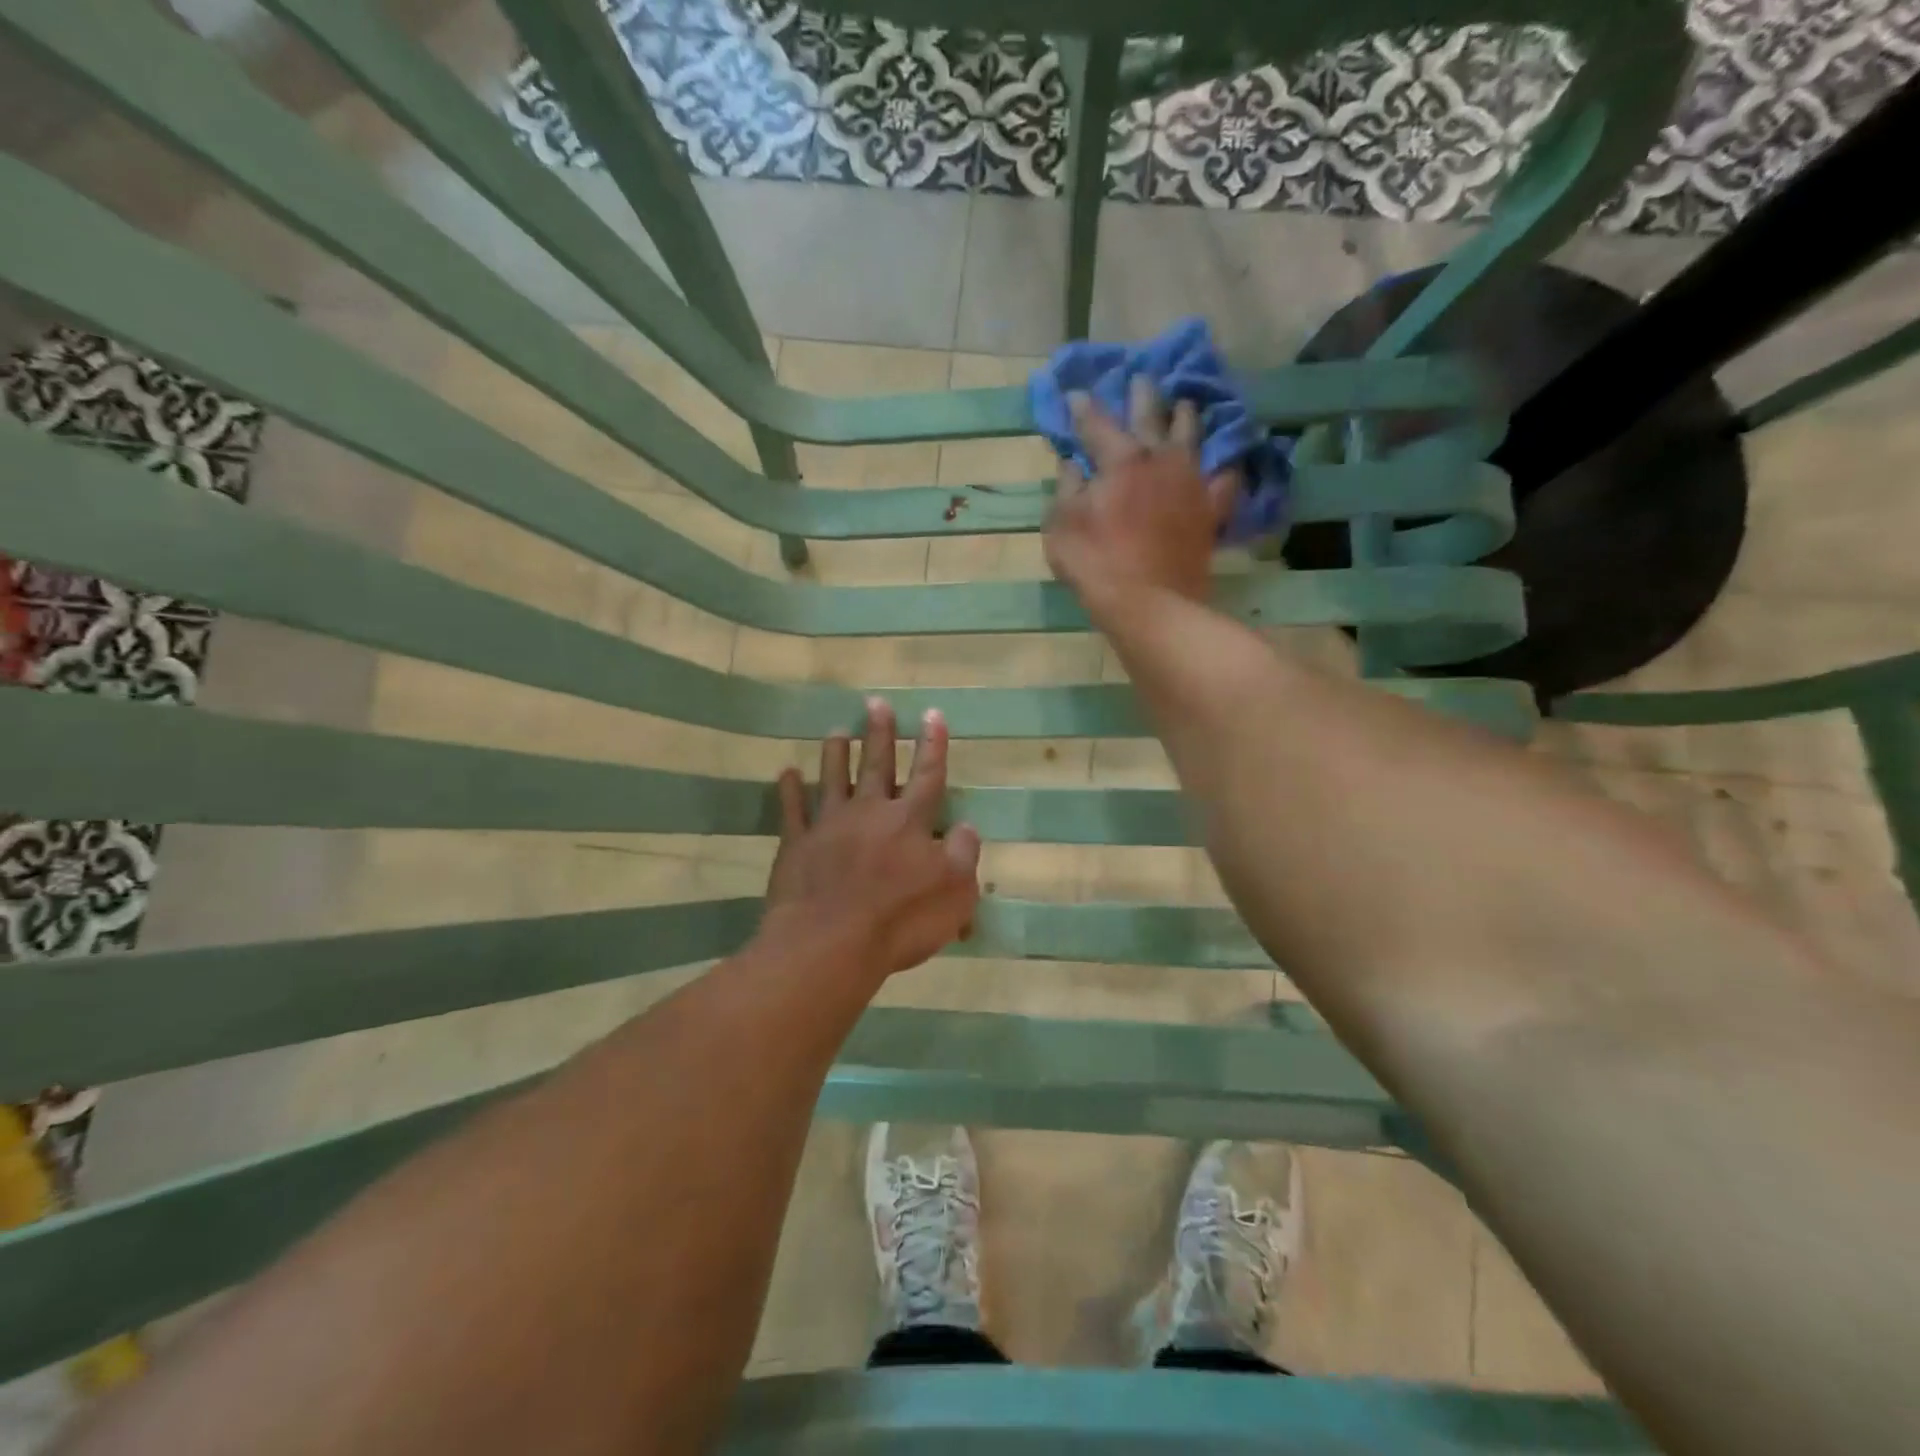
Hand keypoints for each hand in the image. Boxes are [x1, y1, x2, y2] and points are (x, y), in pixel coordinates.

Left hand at [761, 698, 981, 983]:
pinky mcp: (797, 846)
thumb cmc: (900, 920)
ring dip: (835, 754)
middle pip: (876, 765)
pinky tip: (786, 773)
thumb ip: (963, 854)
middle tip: (876, 703)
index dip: (932, 745)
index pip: (927, 775)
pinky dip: (789, 791)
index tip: (931, 714)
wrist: (831, 943)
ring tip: (836, 730)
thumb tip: (966, 827)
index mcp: (909, 822)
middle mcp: (869, 813)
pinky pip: (792, 811)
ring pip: (833, 779)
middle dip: (879, 734)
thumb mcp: (955, 893)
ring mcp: (829, 826)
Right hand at [1043, 376, 1238, 621]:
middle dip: (1142, 393)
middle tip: (1141, 377)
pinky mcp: (1210, 510)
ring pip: (1193, 435)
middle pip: (1151, 414)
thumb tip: (1072, 464)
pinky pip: (1225, 480)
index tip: (1074, 394)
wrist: (1151, 605)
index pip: (1096, 422)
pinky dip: (1224, 467)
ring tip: (1185, 403)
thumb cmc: (1096, 565)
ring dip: (1186, 415)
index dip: (1082, 407)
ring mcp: (1191, 482)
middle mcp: (1161, 459)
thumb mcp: (1062, 527)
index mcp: (1120, 459)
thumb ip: (1066, 489)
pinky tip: (1226, 462)